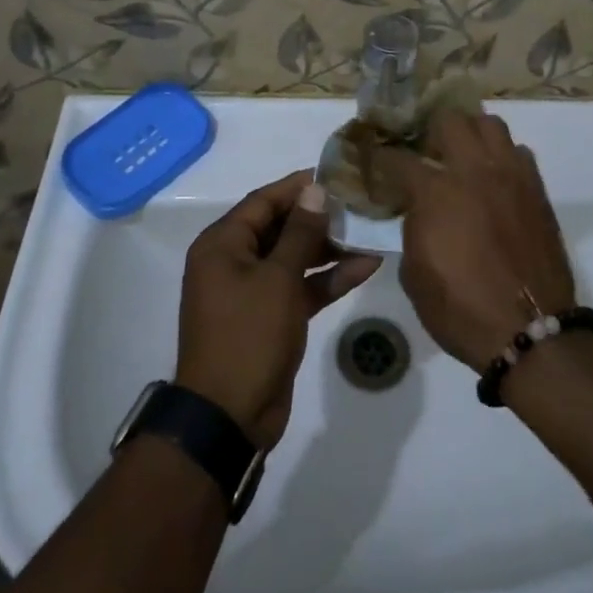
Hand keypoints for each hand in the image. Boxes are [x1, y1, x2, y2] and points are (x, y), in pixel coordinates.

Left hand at [175, 171, 382, 449]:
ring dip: (329, 249)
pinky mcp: (271, 317)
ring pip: (294, 257)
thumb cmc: (248, 335)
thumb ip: (300, 232)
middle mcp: (233, 261)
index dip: (298, 187)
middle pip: (280, 227)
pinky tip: (366, 267)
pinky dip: (328, 279)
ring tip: (370, 233)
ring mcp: (252, 291)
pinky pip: (300, 287)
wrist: (229, 417)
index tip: (336, 175)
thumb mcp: (278, 278)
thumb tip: (315, 190)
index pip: (263, 201)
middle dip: (319, 217)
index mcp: (222, 244)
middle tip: (359, 204)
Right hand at [380, 113, 576, 370]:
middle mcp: (473, 171)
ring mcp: (510, 176)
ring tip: (462, 156)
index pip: (399, 158)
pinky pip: (518, 152)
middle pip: (449, 120)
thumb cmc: (462, 309)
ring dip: (471, 134)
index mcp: (436, 193)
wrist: (530, 331)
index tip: (376, 160)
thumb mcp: (415, 275)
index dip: (382, 157)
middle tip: (425, 151)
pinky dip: (502, 157)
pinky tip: (494, 180)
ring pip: (490, 124)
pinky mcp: (536, 189)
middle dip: (430, 129)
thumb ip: (412, 229)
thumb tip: (418, 210)